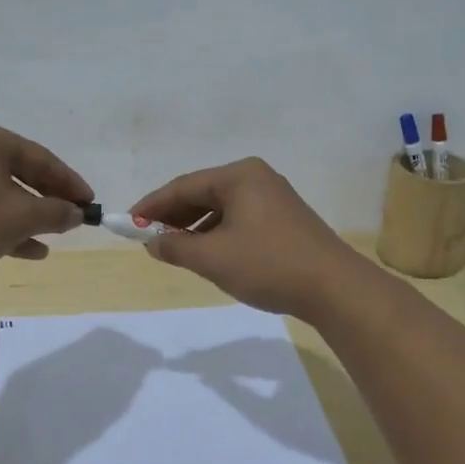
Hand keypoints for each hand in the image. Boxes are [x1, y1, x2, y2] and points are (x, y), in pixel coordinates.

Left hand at [0, 119, 90, 283]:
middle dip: (48, 199)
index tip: (90, 203)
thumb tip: (77, 213)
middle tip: (73, 218)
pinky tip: (27, 250)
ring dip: (28, 216)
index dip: (69, 182)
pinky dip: (3, 224)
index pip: (40, 157)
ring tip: (53, 238)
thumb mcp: (20, 217)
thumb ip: (55, 212)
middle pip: (19, 172)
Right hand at [128, 158, 368, 317]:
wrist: (335, 288)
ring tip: (175, 250)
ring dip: (195, 228)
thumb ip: (176, 247)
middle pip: (203, 193)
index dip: (153, 205)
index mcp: (239, 176)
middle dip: (174, 216)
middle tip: (148, 238)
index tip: (129, 223)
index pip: (184, 186)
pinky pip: (239, 219)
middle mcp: (257, 178)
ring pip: (222, 208)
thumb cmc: (269, 264)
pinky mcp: (284, 219)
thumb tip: (151, 242)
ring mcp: (274, 197)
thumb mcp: (214, 258)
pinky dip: (218, 234)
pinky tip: (209, 254)